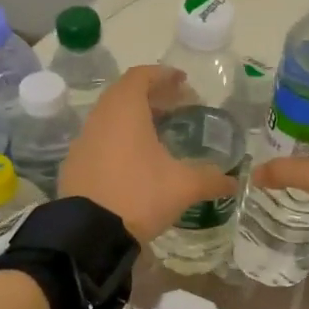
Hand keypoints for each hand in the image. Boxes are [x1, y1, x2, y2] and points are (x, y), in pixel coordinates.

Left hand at [59, 65, 237, 242]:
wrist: (88, 234)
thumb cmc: (139, 195)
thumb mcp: (183, 186)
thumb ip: (210, 179)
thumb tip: (233, 182)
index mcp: (125, 110)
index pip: (141, 76)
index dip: (163, 75)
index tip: (183, 82)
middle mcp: (100, 118)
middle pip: (125, 94)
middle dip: (152, 96)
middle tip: (177, 106)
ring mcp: (83, 141)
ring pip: (111, 117)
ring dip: (135, 118)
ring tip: (159, 133)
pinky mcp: (74, 164)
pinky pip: (100, 140)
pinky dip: (119, 139)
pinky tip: (136, 161)